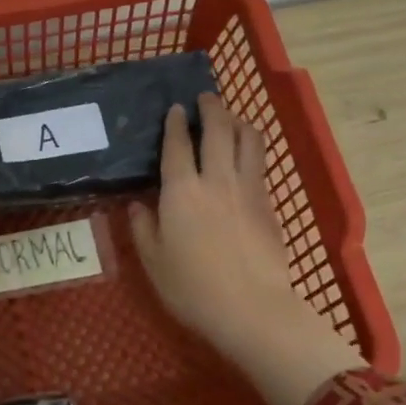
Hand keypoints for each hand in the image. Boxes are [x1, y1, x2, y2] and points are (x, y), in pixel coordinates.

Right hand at [130, 94, 362, 404]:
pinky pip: (259, 165)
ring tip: (231, 117)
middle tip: (205, 97)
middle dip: (211, 108)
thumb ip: (143, 228)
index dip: (175, 124)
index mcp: (182, 191)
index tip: (175, 108)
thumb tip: (137, 206)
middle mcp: (216, 179)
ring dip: (238, 121)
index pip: (177, 145)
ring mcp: (248, 189)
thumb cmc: (192, 288)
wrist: (251, 307)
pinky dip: (252, 149)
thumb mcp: (154, 261)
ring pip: (248, 140)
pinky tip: (247, 156)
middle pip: (217, 130)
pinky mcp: (268, 205)